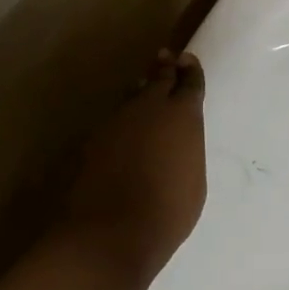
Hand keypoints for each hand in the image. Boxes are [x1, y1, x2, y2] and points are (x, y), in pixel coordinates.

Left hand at [61, 50, 207, 286]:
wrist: (111, 232)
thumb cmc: (168, 211)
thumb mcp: (194, 180)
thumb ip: (187, 150)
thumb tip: (177, 142)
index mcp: (182, 115)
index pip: (189, 82)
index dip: (190, 70)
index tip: (187, 60)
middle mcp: (149, 108)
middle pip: (158, 78)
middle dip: (164, 68)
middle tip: (166, 58)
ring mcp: (117, 121)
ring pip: (132, 96)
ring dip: (141, 91)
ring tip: (144, 88)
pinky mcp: (93, 139)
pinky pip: (114, 119)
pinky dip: (124, 118)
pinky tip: (125, 127)